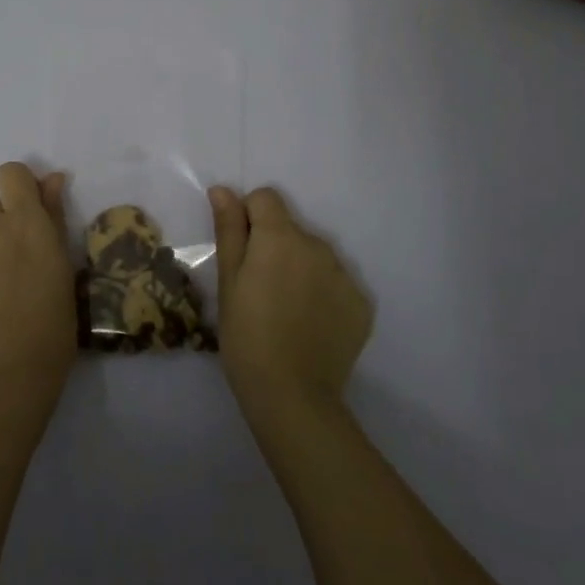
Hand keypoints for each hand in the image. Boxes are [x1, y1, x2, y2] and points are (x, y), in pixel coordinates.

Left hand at [0, 162, 77, 403]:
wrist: (8, 372)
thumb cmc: (52, 322)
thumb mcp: (64, 265)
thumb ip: (53, 216)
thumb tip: (52, 179)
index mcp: (24, 221)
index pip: (11, 174)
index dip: (21, 188)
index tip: (31, 214)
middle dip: (6, 225)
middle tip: (18, 264)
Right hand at [209, 186, 371, 412]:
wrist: (292, 394)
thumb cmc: (246, 335)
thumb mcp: (228, 281)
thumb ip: (229, 229)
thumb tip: (223, 189)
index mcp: (281, 237)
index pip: (266, 198)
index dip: (248, 216)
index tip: (241, 252)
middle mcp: (318, 245)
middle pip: (291, 229)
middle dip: (274, 247)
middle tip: (259, 289)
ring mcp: (345, 275)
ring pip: (314, 256)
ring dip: (300, 269)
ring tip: (285, 310)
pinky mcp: (361, 303)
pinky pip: (336, 283)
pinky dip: (322, 295)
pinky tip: (309, 325)